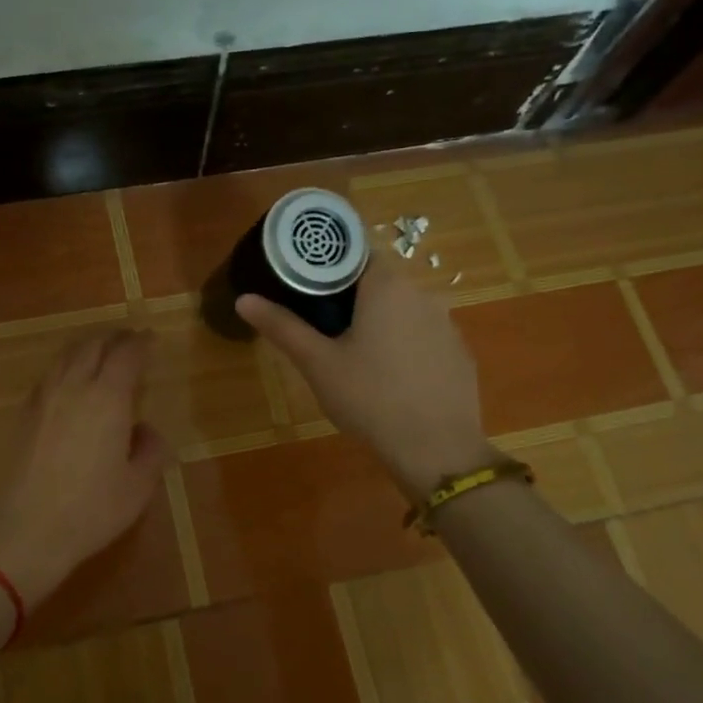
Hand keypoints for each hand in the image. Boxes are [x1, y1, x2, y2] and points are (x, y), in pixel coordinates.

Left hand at [0, 329, 170, 609]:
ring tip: (100, 353)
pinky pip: (48, 375)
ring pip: (65, 355)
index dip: (141, 342)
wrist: (25, 532)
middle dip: (114, 337)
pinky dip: (65, 366)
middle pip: (93, 345)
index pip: (126, 354)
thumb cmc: (91, 511)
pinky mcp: (23, 415)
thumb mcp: (138, 487)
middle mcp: (73, 387)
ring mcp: (43, 399)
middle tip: (129, 341)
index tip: (152, 340)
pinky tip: (69, 382)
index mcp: (107, 398)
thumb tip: (144, 430)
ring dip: (87, 347)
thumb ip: (150, 451)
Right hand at [238, 261, 491, 498]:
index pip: (355, 253)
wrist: (437, 450)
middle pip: (378, 281)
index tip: (304, 285)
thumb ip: (282, 326)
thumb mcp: (318, 364)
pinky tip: (389, 377)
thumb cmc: (370, 399)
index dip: (327, 265)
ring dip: (377, 321)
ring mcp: (446, 324)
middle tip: (318, 324)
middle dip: (349, 296)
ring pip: (402, 309)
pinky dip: (403, 344)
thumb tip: (243, 299)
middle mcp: (422, 294)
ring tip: (351, 353)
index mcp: (387, 286)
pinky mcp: (459, 353)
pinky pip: (423, 335)